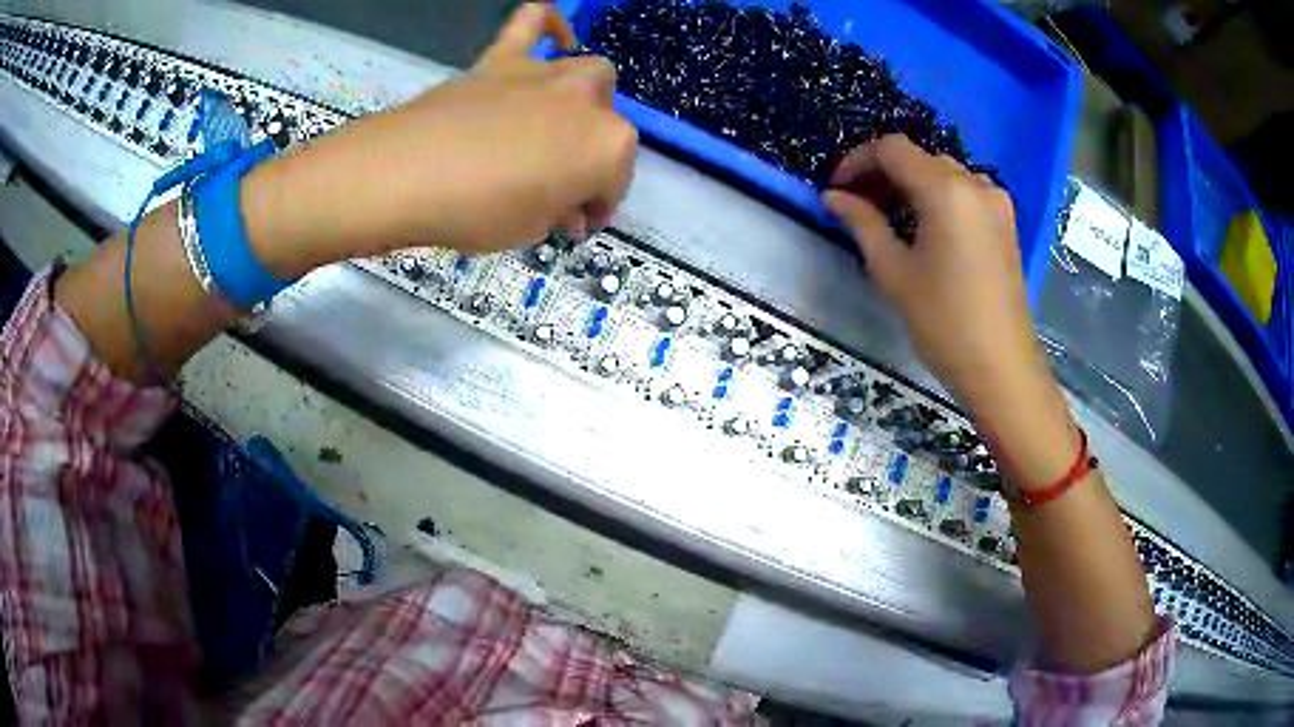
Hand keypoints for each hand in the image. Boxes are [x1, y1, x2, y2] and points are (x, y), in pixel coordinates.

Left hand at [243, 3, 637, 276]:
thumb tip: (566, 208)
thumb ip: (558, 214)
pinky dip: (549, 24)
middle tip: (559, 181)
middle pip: (605, 124)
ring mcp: (545, 72)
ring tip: (557, 123)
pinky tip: (555, 36)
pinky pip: (534, 22)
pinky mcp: (502, 58)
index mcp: (608, 146)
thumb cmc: (476, 211)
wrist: (405, 174)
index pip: (613, 181)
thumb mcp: (530, 231)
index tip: (574, 223)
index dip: (595, 206)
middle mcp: (587, 100)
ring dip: (582, 101)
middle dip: (591, 152)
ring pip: (588, 74)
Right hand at [824, 135, 1041, 414]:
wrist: (1001, 366)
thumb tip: (833, 196)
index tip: (837, 187)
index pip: (892, 149)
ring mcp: (995, 201)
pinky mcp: (1006, 221)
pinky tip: (926, 225)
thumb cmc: (944, 322)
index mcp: (946, 190)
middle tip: (858, 204)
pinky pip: (965, 191)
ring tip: (889, 216)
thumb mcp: (894, 272)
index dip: (858, 160)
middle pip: (919, 158)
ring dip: (911, 183)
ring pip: (943, 172)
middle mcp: (975, 183)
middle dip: (883, 173)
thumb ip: (862, 223)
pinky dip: (938, 196)